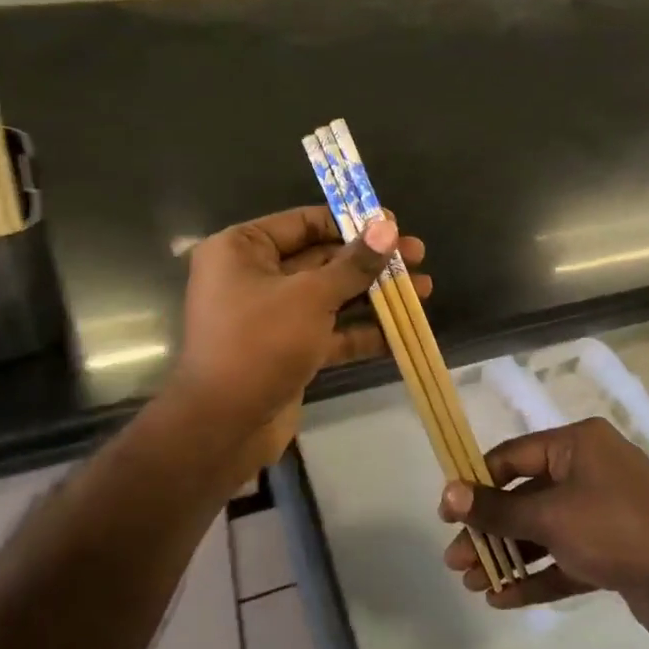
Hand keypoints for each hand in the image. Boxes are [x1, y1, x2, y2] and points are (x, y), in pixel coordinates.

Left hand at [168, 205, 428, 475]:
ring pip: (330, 296)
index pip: (305, 223)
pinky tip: (402, 331)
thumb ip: (354, 263)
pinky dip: (361, 331)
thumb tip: (387, 224)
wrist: (224, 426)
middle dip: (371, 262)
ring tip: (424, 289)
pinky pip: (328, 331)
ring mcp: (272, 316)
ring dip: (374, 294)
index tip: (394, 226)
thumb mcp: (311, 296)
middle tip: (417, 256)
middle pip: (322, 259)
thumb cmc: (261, 343)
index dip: (352, 223)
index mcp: (242, 249)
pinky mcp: (287, 349)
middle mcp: (254, 276)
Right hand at [439, 417, 648, 643]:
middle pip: (526, 496)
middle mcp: (591, 470)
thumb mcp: (550, 516)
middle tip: (457, 561)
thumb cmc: (616, 529)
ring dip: (509, 556)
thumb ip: (497, 508)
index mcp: (578, 445)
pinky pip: (565, 557)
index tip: (448, 514)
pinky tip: (504, 599)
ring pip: (544, 530)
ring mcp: (604, 511)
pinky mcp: (614, 550)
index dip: (477, 483)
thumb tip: (447, 494)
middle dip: (491, 530)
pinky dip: (537, 575)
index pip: (514, 456)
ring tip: (474, 584)